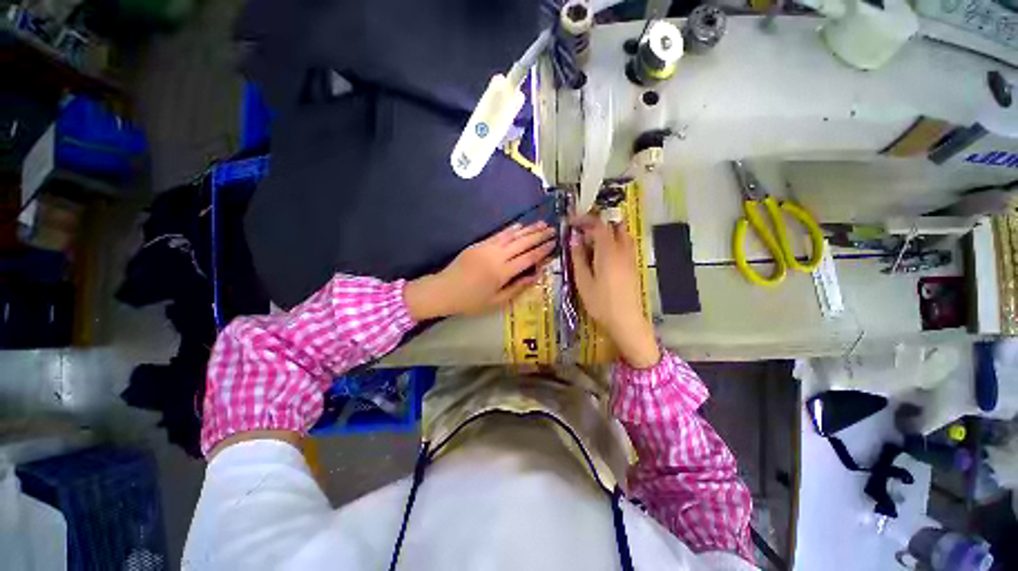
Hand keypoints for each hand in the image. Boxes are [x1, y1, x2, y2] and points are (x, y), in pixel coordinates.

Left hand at [404, 221, 555, 319]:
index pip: (528, 258)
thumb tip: (535, 276)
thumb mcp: (496, 302)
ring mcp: (487, 248)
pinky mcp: (479, 244)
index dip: (542, 250)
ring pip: (511, 236)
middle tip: (553, 229)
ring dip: (528, 229)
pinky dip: (510, 229)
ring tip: (541, 223)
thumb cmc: (470, 301)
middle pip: (522, 243)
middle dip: (539, 236)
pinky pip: (498, 234)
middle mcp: (496, 256)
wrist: (444, 290)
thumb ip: (517, 288)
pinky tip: (520, 225)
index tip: (554, 243)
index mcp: (502, 273)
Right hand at [570, 214, 659, 368]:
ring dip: (606, 231)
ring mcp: (631, 257)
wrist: (626, 321)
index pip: (598, 224)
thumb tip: (574, 238)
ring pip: (621, 233)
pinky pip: (625, 243)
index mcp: (608, 251)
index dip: (584, 219)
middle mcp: (623, 249)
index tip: (571, 222)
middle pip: (613, 225)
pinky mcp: (634, 265)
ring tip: (590, 242)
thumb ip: (578, 257)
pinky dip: (613, 240)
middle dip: (596, 223)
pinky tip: (603, 253)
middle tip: (580, 232)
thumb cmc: (601, 303)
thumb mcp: (583, 281)